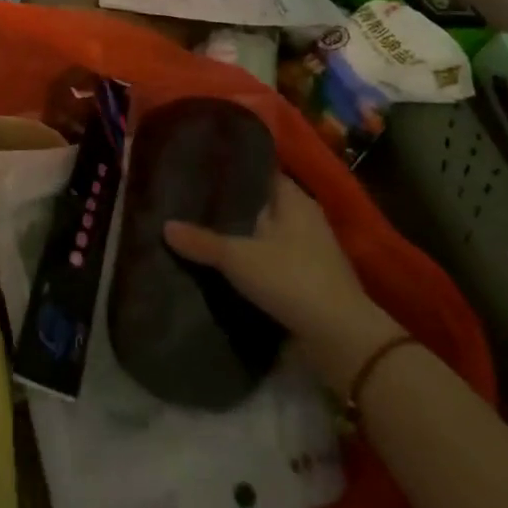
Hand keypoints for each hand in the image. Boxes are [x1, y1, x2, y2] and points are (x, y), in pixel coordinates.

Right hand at [165, 173, 403, 390]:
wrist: (342, 340)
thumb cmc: (293, 280)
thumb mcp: (239, 258)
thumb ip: (202, 242)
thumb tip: (165, 225)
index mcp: (294, 200)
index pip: (260, 171)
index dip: (233, 168)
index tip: (201, 167)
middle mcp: (304, 219)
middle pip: (261, 203)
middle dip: (230, 204)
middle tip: (190, 199)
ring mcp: (309, 251)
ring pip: (264, 234)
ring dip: (239, 235)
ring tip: (199, 230)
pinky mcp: (307, 281)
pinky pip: (270, 260)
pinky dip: (250, 261)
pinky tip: (222, 265)